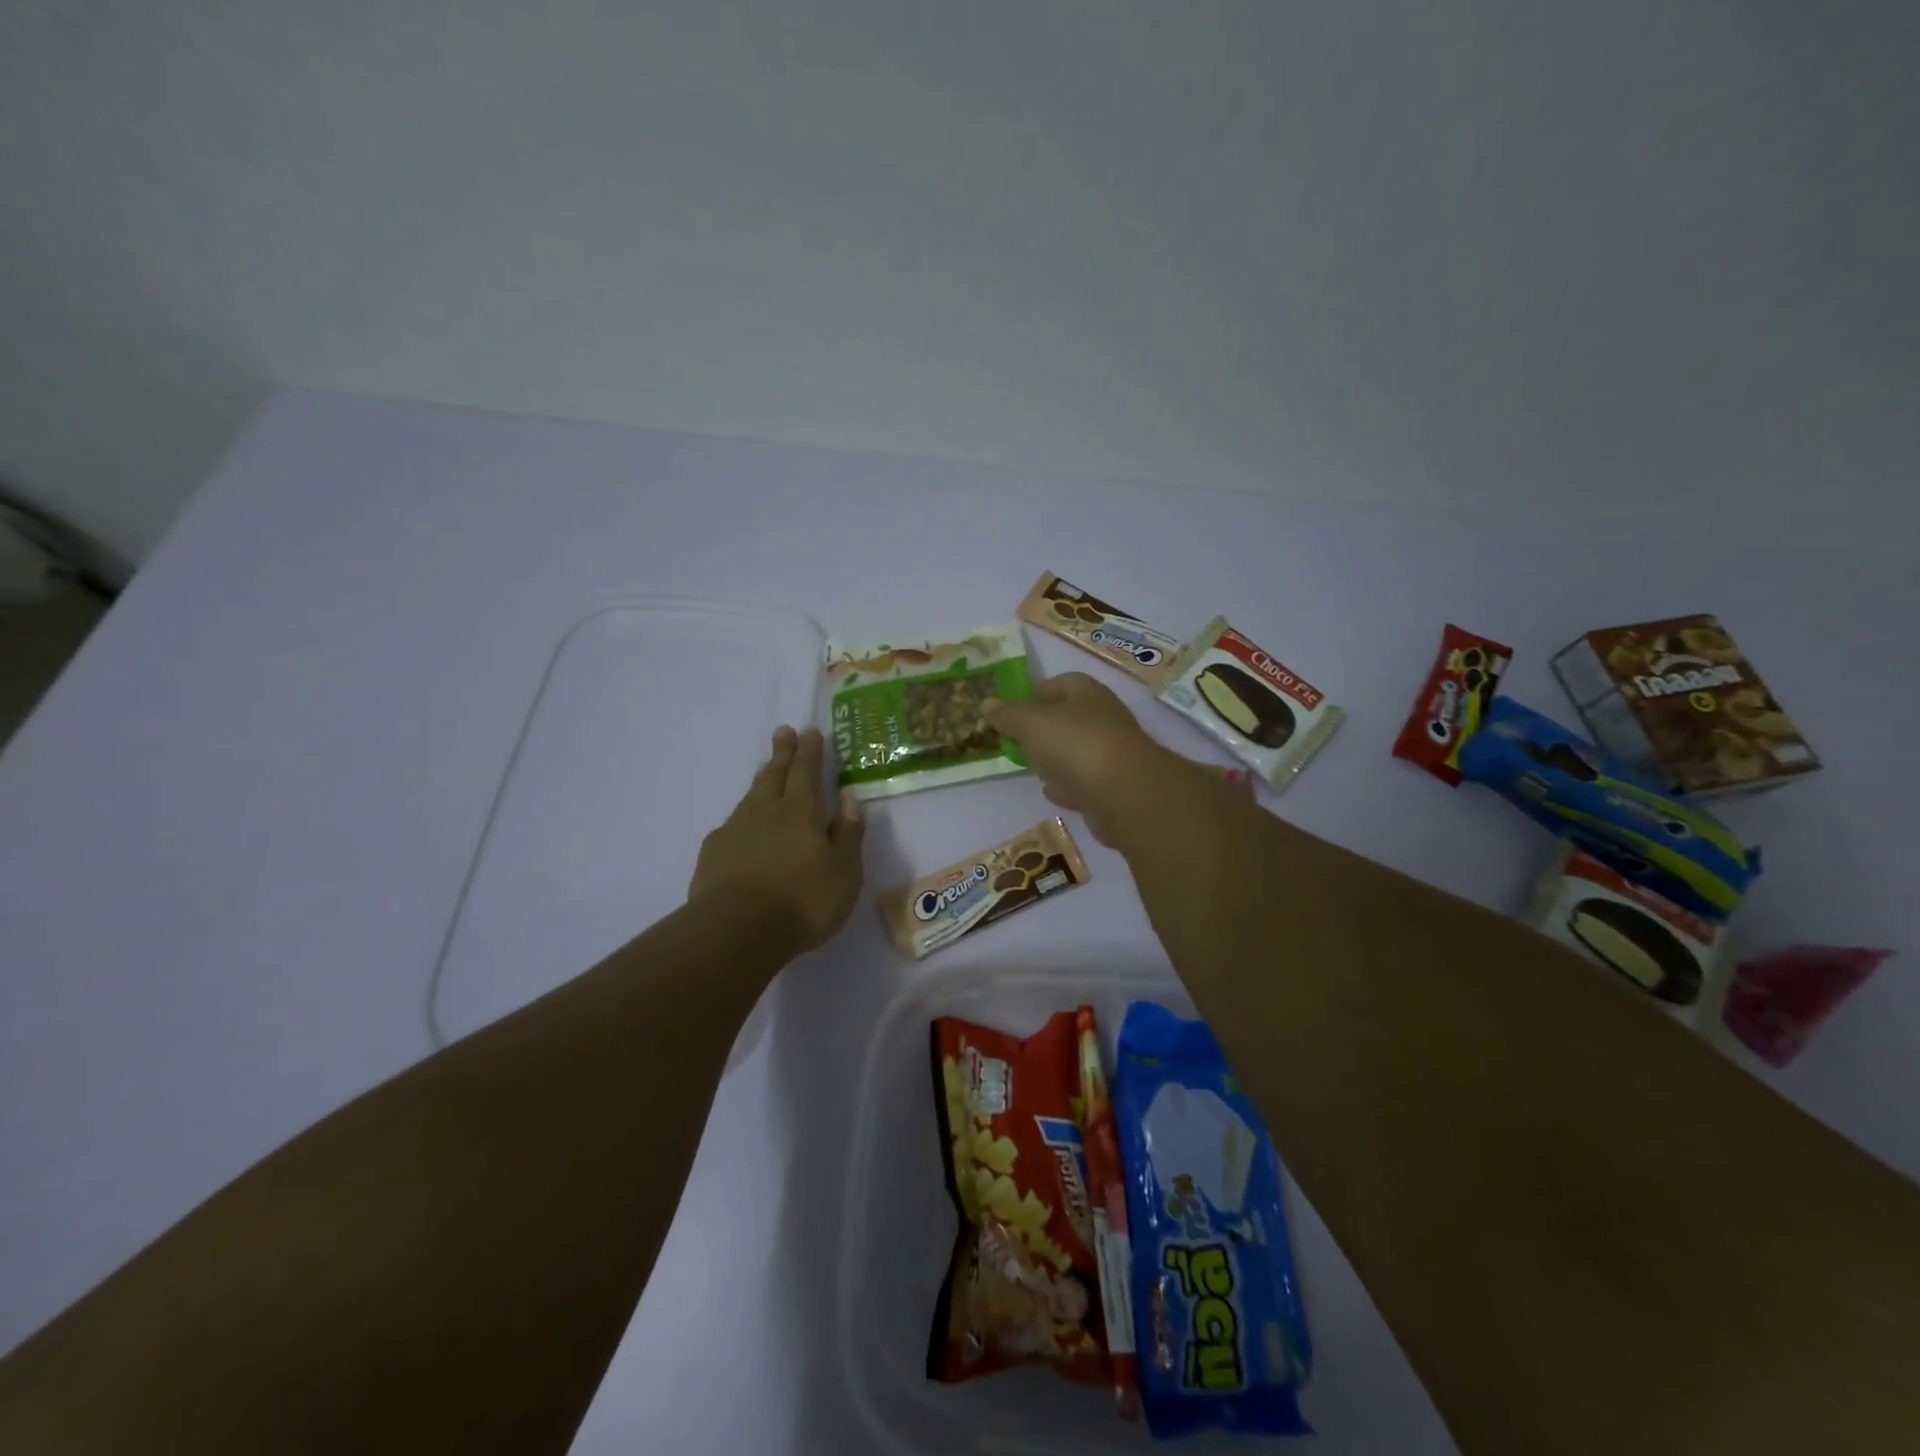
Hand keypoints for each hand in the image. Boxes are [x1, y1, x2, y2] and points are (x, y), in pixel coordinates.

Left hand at [688, 726, 865, 952]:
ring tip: (766, 770)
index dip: (810, 751)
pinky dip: (741, 819)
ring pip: (751, 797)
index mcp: (801, 811)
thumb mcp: (844, 871)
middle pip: (774, 775)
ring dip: (761, 781)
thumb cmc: (803, 901)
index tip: (810, 731)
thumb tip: (849, 798)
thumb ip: (848, 833)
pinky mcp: (713, 855)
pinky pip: (731, 826)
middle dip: (782, 753)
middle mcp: (766, 812)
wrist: (736, 930)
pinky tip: (740, 827)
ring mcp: (735, 831)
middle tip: (783, 731)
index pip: (806, 772)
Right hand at [982, 673, 1181, 845]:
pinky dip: (1069, 785)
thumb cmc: (1075, 743)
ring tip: (1032, 767)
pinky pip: (1084, 782)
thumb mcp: (1031, 723)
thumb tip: (986, 703)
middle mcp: (1103, 718)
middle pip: (1069, 718)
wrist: (1124, 792)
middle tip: (1018, 741)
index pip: (1060, 682)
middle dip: (1044, 729)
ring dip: (1057, 758)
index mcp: (1086, 692)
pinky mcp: (1113, 787)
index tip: (1012, 711)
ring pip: (1077, 751)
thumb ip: (1008, 714)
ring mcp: (1111, 753)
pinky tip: (1051, 792)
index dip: (1035, 693)